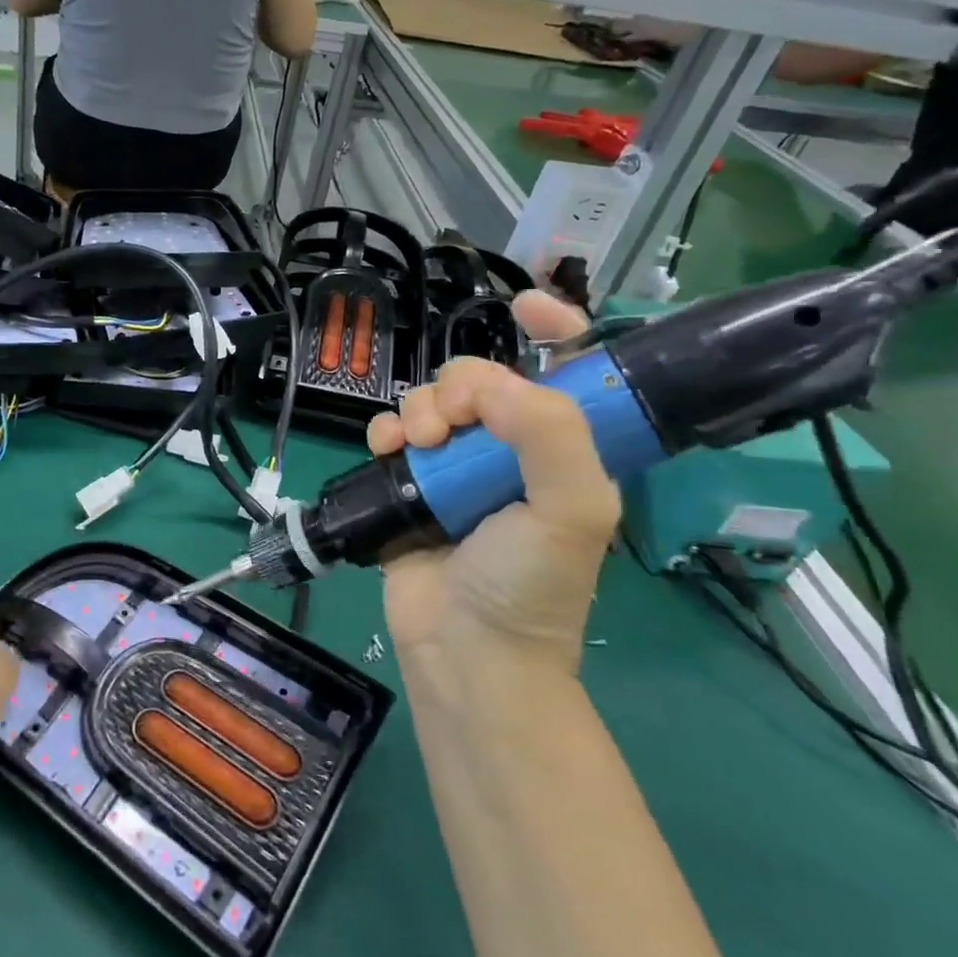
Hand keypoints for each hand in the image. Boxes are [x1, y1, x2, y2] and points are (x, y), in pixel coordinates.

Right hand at [366, 292, 619, 672]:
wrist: (465, 651)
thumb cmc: (530, 584)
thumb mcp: (571, 509)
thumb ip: (547, 433)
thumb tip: (484, 382)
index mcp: (562, 451)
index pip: (569, 373)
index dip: (555, 329)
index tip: (524, 305)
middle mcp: (509, 452)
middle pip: (480, 379)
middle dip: (460, 387)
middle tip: (450, 425)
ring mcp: (456, 468)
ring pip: (432, 402)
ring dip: (419, 409)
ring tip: (416, 445)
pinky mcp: (410, 485)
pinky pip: (393, 432)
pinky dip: (385, 430)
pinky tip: (386, 448)